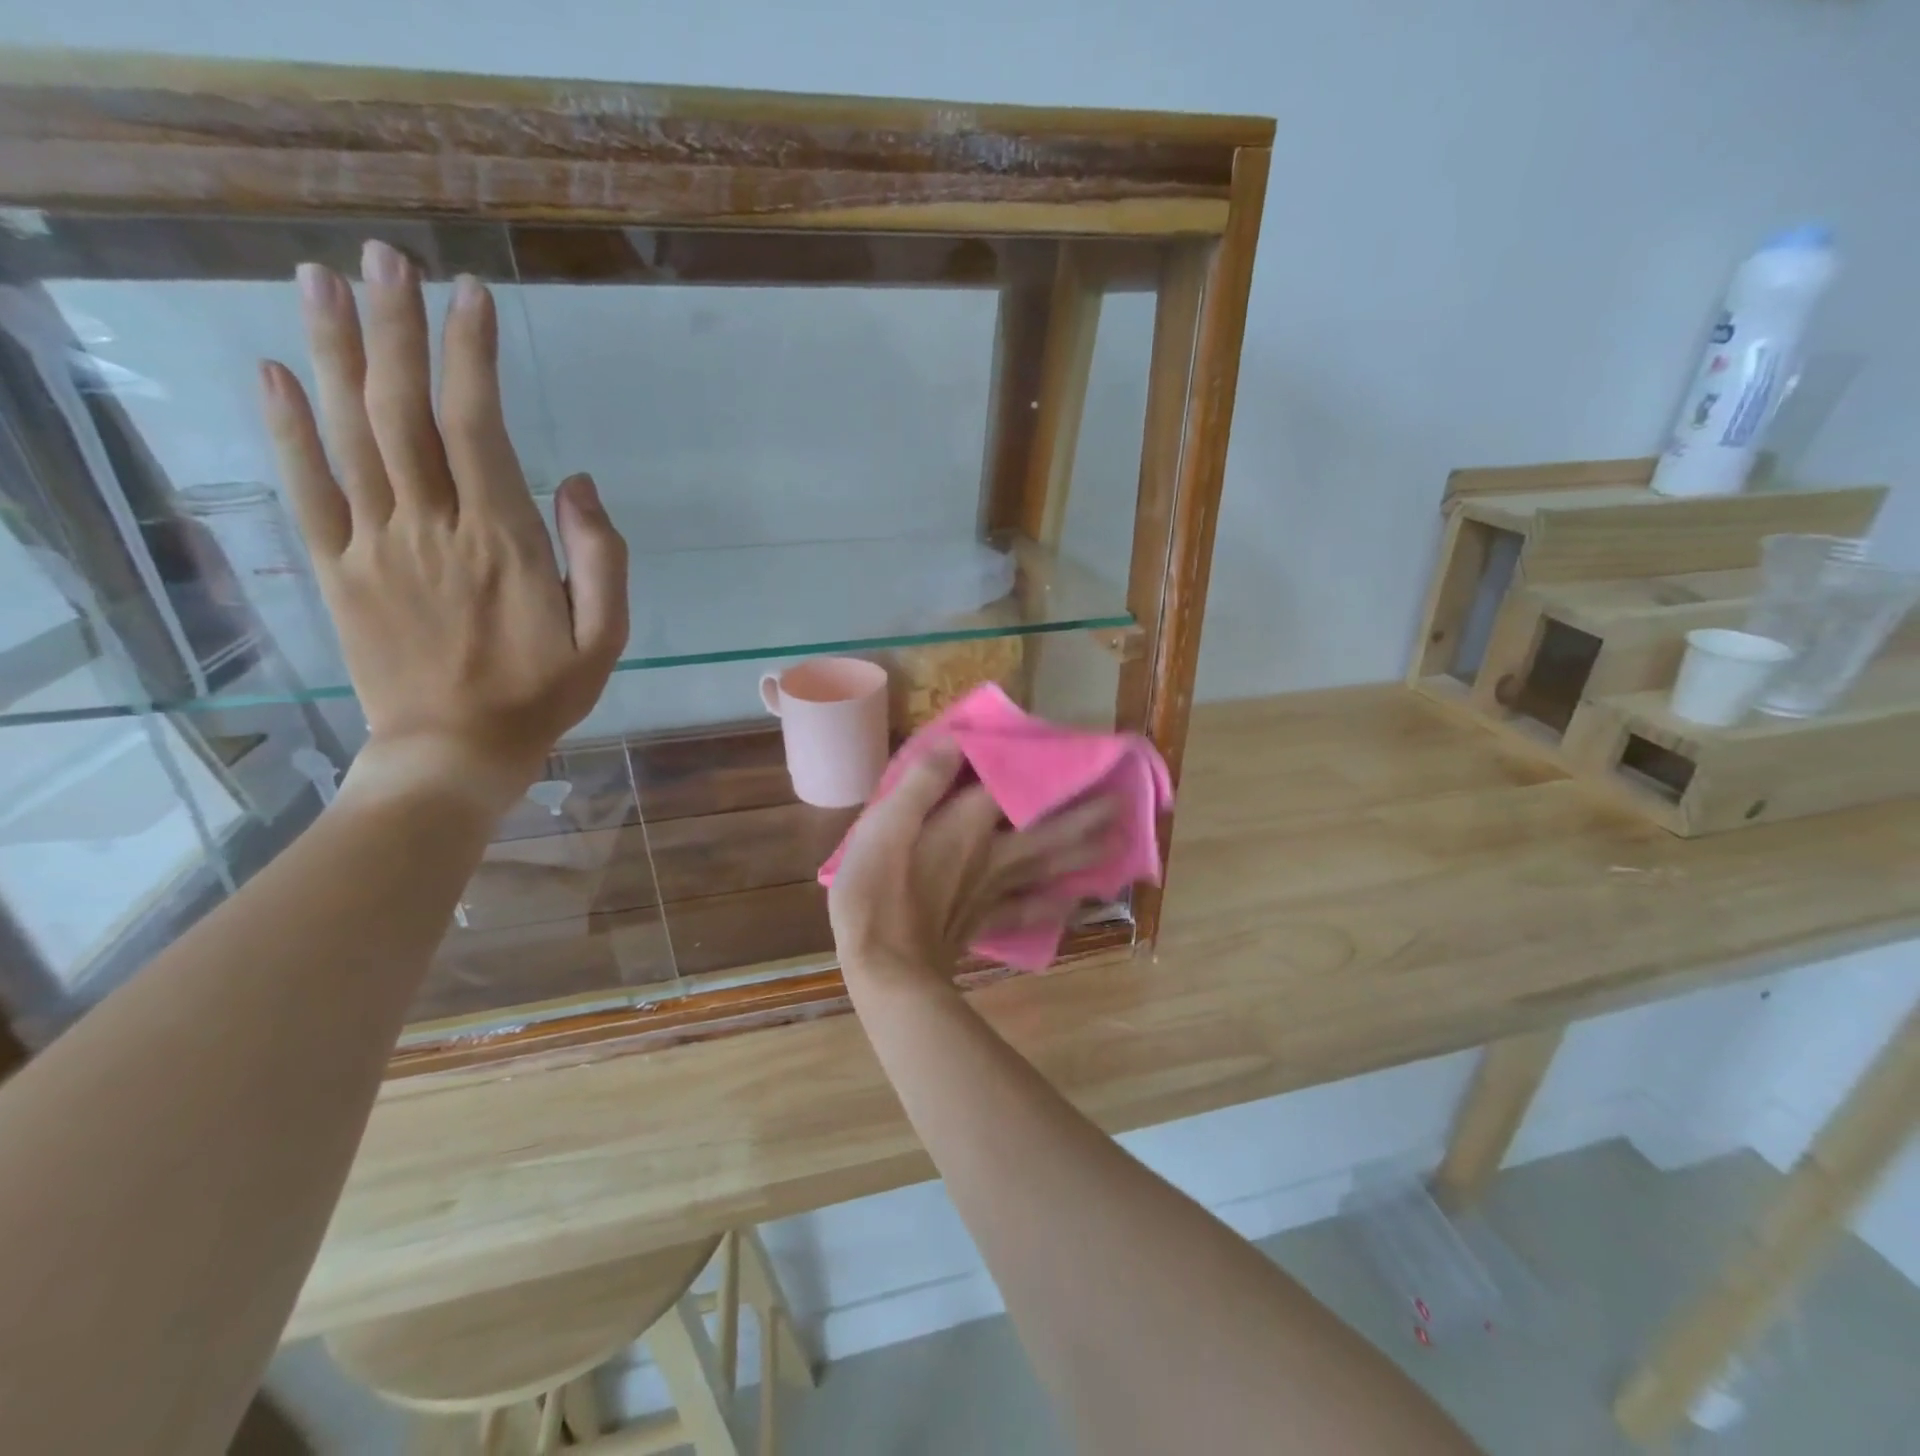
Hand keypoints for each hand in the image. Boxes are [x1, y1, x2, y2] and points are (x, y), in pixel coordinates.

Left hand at [258, 240, 626, 811]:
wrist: (455, 751)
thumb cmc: (542, 695)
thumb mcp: (604, 639)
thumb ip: (601, 559)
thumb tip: (577, 483)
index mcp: (503, 542)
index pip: (480, 426)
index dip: (472, 356)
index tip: (470, 296)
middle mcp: (432, 527)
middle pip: (404, 410)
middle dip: (395, 327)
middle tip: (385, 258)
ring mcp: (375, 545)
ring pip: (348, 433)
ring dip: (333, 352)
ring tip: (320, 280)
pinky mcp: (337, 569)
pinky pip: (306, 489)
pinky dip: (287, 428)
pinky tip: (274, 373)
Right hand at [828, 743, 1116, 987]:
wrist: (885, 971)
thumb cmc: (875, 892)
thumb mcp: (885, 825)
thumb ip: (922, 782)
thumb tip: (958, 740)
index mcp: (967, 826)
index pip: (1010, 785)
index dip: (1036, 764)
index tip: (1068, 748)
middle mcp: (991, 855)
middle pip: (1046, 829)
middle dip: (1082, 813)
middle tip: (1121, 802)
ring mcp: (993, 891)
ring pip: (1047, 867)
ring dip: (1082, 853)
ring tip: (1115, 843)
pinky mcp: (986, 922)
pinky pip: (1030, 911)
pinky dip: (1054, 907)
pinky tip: (1074, 903)